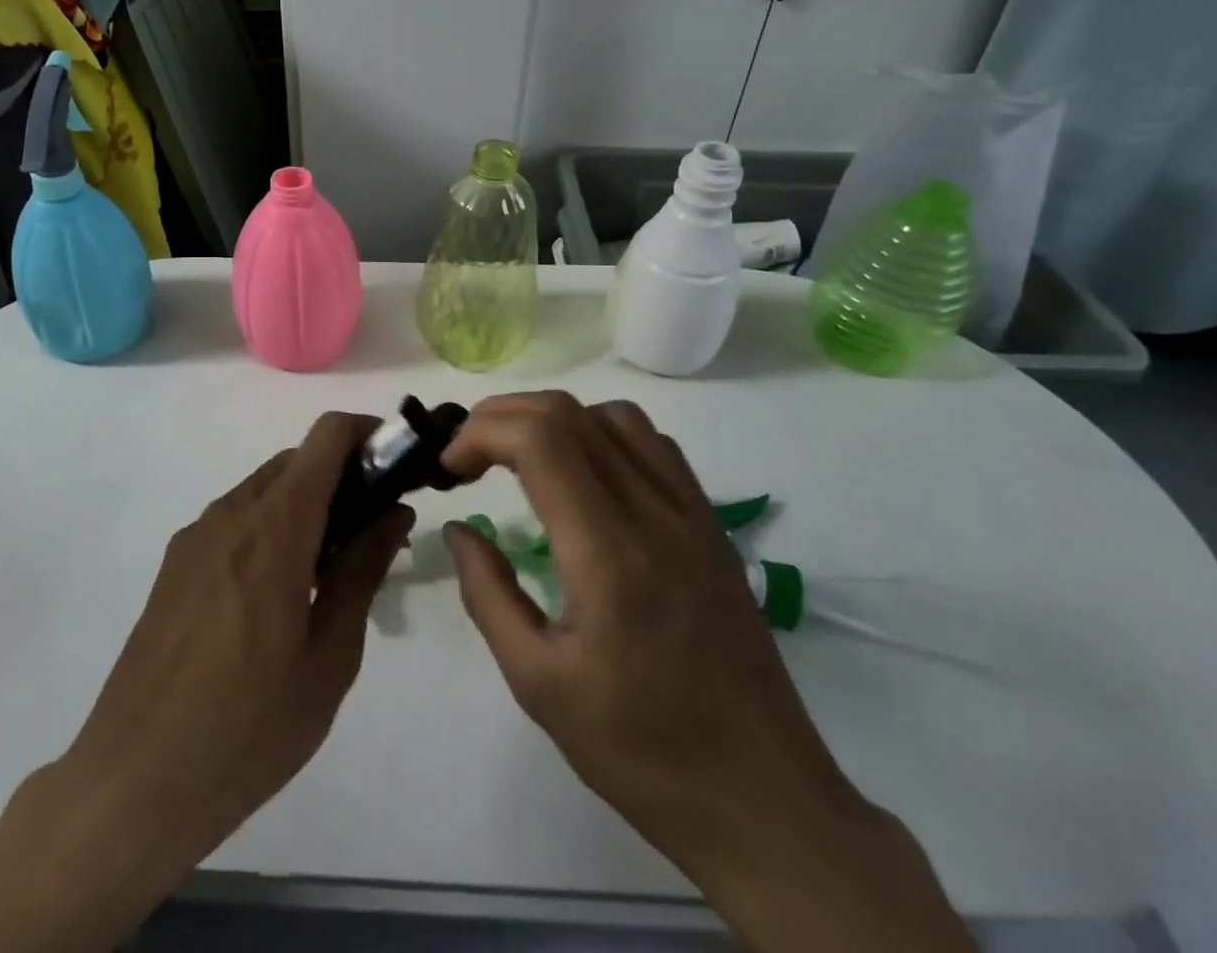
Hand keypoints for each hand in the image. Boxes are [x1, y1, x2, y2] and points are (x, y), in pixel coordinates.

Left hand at [61, 410, 411, 867]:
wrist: (135, 781)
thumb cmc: (250, 724)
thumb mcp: (330, 655)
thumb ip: (363, 569)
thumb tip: (394, 511)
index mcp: (275, 526)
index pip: (326, 436)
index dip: (368, 433)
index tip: (398, 466)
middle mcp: (232, 512)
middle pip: (297, 461)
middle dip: (342, 477)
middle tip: (373, 532)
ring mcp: (196, 536)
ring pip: (264, 489)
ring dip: (305, 505)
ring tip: (329, 571)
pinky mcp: (175, 564)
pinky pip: (235, 520)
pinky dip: (270, 528)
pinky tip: (279, 595)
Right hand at [442, 393, 974, 952]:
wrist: (766, 802)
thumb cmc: (643, 752)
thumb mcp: (539, 684)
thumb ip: (488, 594)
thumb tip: (460, 529)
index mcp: (609, 556)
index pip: (540, 439)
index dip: (481, 433)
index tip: (450, 469)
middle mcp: (655, 515)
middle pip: (569, 414)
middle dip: (502, 417)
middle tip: (469, 457)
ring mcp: (693, 515)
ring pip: (614, 417)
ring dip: (553, 421)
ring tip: (521, 459)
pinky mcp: (713, 526)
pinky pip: (654, 445)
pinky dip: (602, 434)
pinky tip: (585, 477)